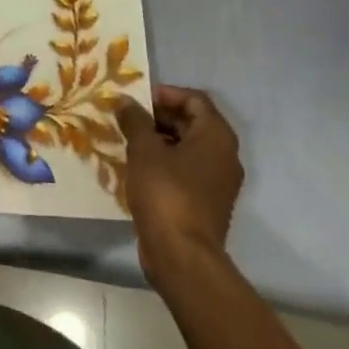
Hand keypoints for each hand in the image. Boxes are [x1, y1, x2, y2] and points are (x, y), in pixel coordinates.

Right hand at [118, 84, 243, 291]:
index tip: (136, 100)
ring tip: (127, 140)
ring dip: (158, 139)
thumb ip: (135, 120)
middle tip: (127, 118)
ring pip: (187, 147)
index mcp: (216, 137)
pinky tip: (137, 167)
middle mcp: (223, 155)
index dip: (165, 94)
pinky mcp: (205, 201)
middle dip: (158, 116)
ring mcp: (217, 181)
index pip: (194, 99)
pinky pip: (185, 169)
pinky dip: (164, 162)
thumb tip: (124, 100)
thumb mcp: (144, 150)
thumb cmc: (166, 193)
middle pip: (192, 122)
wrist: (181, 255)